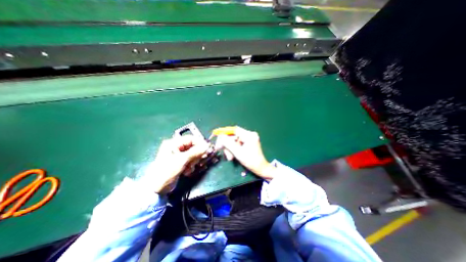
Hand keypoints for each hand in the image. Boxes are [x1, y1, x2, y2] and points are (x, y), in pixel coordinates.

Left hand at [145, 136, 208, 193]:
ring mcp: (178, 155)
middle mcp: (176, 147)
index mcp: (173, 143)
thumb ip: (195, 152)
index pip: (191, 139)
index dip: (200, 143)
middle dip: (197, 154)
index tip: (207, 149)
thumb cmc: (167, 170)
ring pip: (193, 154)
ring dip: (194, 161)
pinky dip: (191, 165)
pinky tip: (187, 171)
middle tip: (201, 160)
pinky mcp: (180, 162)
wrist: (157, 188)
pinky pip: (190, 161)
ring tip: (190, 167)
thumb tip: (207, 146)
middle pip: (193, 147)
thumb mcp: (182, 160)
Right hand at [214, 126, 274, 179]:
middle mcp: (249, 135)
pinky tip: (233, 156)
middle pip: (233, 136)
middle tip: (221, 150)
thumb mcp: (238, 152)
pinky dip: (234, 149)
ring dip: (230, 148)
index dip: (225, 132)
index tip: (217, 135)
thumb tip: (220, 137)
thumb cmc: (250, 161)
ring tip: (230, 157)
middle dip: (227, 144)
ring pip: (234, 141)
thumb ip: (228, 143)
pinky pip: (238, 143)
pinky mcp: (248, 142)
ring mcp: (249, 138)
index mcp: (249, 135)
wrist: (260, 168)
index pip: (234, 130)